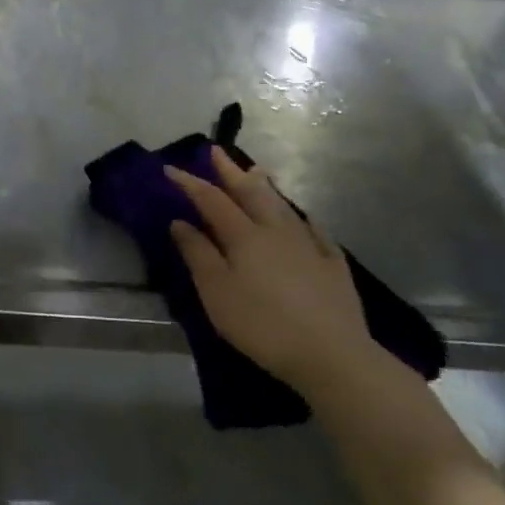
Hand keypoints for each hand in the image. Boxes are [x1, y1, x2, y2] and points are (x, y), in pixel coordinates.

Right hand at [165, 147, 373, 393]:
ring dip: (265, 186)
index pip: (211, 200)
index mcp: (244, 236)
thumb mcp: (217, 293)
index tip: (171, 168)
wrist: (331, 354)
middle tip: (217, 151)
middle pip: (250, 193)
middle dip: (231, 171)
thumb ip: (198, 255)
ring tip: (257, 170)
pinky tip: (304, 218)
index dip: (190, 183)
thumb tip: (180, 222)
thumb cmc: (262, 324)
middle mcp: (275, 230)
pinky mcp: (333, 265)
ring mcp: (308, 245)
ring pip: (282, 206)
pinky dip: (303, 219)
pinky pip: (315, 231)